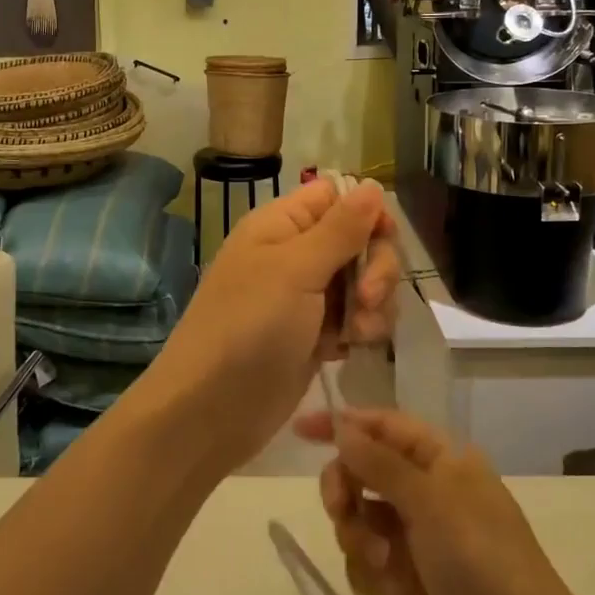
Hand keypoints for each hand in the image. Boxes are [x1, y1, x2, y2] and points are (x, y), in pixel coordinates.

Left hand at [149, 179, 399, 473]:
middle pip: (358, 240)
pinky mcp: (315, 335)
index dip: (366, 213)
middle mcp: (294, 254)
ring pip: (362, 281)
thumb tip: (374, 184)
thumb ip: (340, 229)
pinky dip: (362, 330)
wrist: (212, 409)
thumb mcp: (296, 270)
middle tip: (366, 299)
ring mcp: (306, 297)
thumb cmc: (249, 327)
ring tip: (357, 334)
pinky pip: (355, 317)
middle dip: (375, 267)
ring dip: (373, 304)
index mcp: (281, 225)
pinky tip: (352, 349)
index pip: (336, 196)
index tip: (382, 240)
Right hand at [293, 407, 590, 594]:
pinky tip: (387, 591)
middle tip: (341, 510)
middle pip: (361, 470)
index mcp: (440, 459)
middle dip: (345, 489)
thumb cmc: (482, 560)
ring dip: (359, 537)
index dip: (342, 423)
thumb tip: (343, 427)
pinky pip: (364, 560)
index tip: (300, 430)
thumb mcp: (431, 501)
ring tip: (383, 564)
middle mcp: (425, 491)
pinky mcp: (405, 578)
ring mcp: (414, 536)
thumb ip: (380, 463)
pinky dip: (368, 571)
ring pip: (358, 517)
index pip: (382, 426)